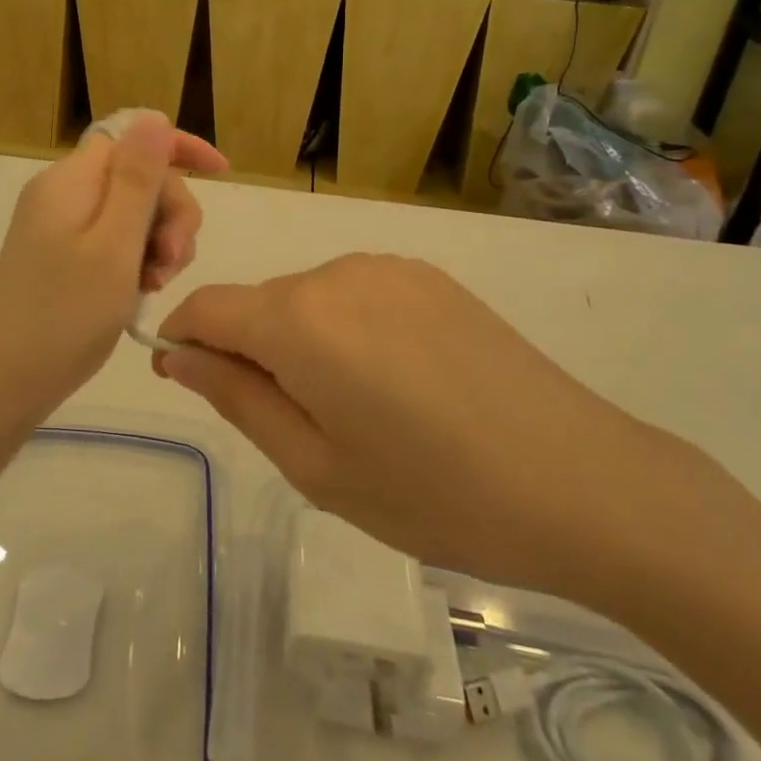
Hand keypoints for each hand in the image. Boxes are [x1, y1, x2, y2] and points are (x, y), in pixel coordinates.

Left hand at [0, 113, 225, 428]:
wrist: (6, 384)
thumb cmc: (65, 315)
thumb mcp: (114, 244)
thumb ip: (137, 178)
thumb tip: (153, 116)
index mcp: (70, 180)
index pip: (131, 137)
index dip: (178, 148)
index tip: (221, 174)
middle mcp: (63, 193)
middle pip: (137, 177)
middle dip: (170, 211)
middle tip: (174, 261)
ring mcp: (60, 226)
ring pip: (131, 211)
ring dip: (158, 240)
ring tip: (159, 283)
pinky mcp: (61, 255)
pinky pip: (113, 239)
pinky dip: (137, 259)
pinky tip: (143, 290)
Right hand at [157, 255, 712, 610]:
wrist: (580, 481)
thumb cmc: (433, 492)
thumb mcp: (316, 466)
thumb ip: (237, 398)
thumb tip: (180, 356)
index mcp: (299, 318)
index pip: (207, 307)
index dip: (185, 340)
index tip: (190, 381)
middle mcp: (336, 271)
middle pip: (260, 303)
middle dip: (250, 350)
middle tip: (294, 426)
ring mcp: (389, 268)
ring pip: (309, 298)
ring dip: (303, 341)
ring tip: (356, 410)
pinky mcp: (430, 277)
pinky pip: (357, 294)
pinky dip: (348, 329)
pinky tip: (398, 382)